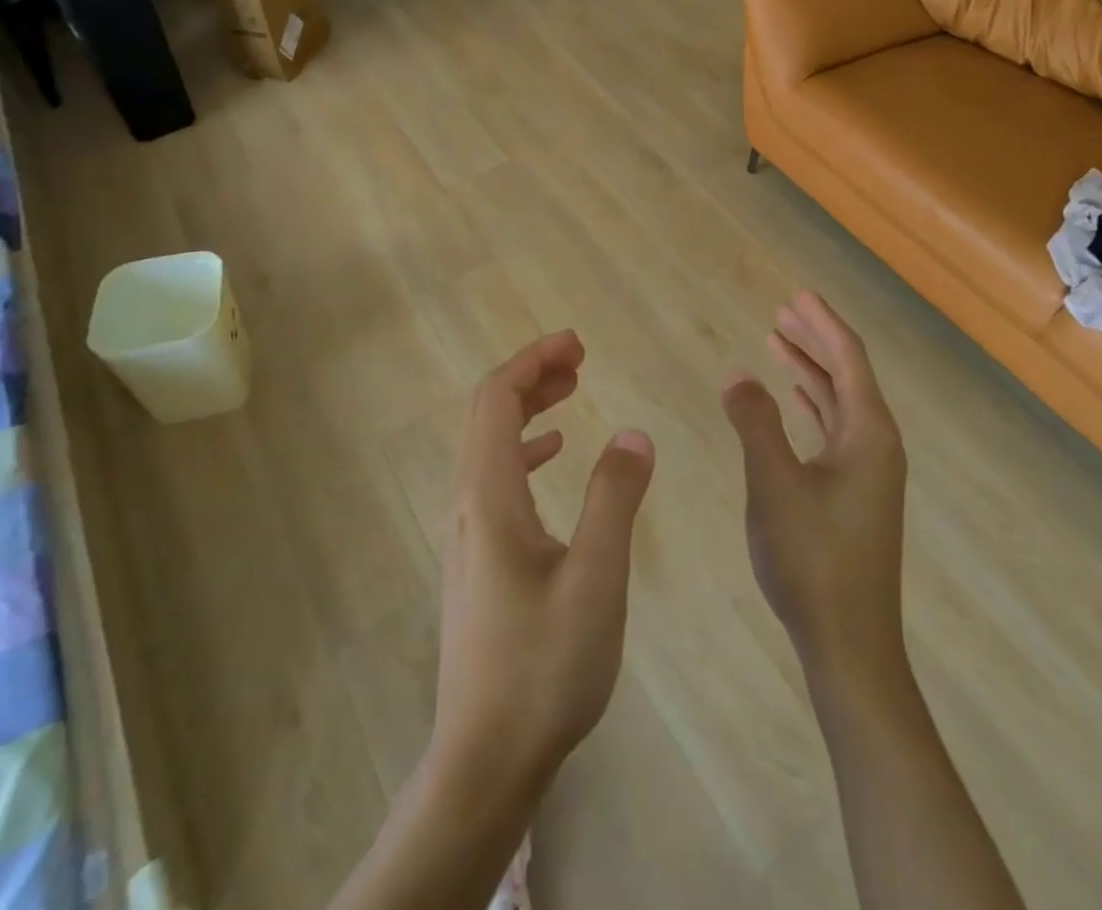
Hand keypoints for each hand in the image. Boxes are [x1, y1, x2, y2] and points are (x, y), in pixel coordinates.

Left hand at [433, 330, 655, 798]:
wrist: (485, 759)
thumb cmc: (544, 667)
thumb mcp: (596, 579)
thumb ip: (615, 498)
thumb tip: (634, 432)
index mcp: (489, 496)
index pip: (496, 399)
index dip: (533, 360)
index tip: (577, 343)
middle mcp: (468, 503)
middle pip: (487, 413)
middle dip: (530, 374)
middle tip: (579, 359)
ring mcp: (468, 532)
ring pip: (489, 444)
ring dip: (527, 407)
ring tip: (571, 392)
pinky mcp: (478, 557)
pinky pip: (495, 476)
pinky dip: (524, 448)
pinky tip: (552, 454)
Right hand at [721, 292, 907, 683]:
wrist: (849, 643)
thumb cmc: (812, 558)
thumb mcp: (774, 483)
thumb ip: (755, 422)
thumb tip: (738, 373)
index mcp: (869, 432)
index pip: (848, 358)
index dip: (821, 322)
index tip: (796, 294)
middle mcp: (876, 443)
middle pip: (846, 374)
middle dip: (815, 339)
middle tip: (782, 312)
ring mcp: (869, 471)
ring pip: (838, 402)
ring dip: (810, 370)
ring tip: (778, 343)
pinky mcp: (855, 493)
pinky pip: (834, 429)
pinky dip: (811, 405)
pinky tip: (792, 401)